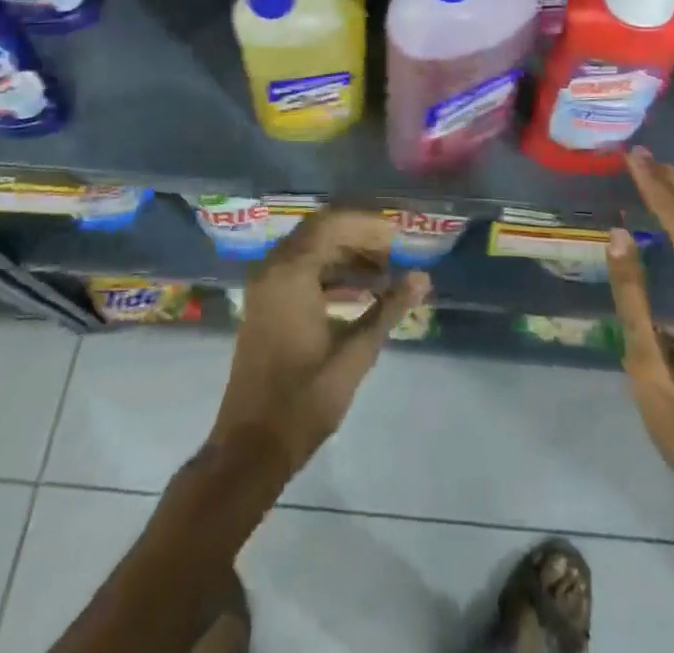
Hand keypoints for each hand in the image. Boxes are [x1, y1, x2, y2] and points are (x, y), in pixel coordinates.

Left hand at [210, 209, 431, 478]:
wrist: (251, 449)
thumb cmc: (304, 401)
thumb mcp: (355, 354)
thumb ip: (389, 309)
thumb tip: (422, 277)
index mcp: (290, 272)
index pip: (333, 224)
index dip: (369, 226)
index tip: (401, 238)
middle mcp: (273, 268)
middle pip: (321, 230)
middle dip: (360, 237)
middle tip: (396, 252)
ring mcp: (266, 285)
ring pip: (311, 249)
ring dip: (347, 254)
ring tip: (386, 272)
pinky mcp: (266, 303)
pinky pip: (301, 269)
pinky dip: (331, 271)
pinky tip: (361, 291)